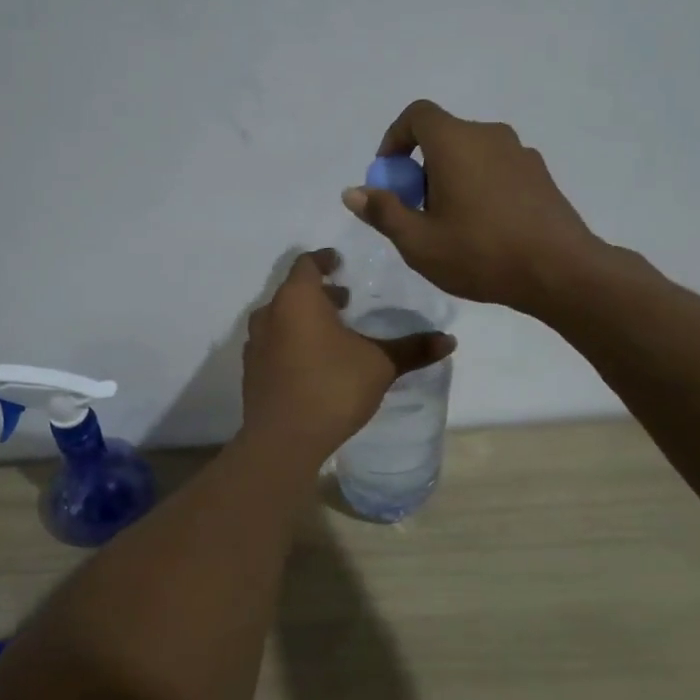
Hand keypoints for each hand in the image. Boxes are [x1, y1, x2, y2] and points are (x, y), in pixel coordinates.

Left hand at [241, 250, 455, 462]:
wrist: (282, 439)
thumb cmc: (332, 388)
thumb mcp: (380, 365)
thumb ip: (412, 349)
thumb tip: (449, 340)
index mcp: (298, 299)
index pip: (307, 264)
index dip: (324, 259)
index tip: (339, 262)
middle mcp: (270, 314)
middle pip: (294, 291)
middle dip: (319, 293)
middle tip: (345, 301)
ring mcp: (255, 344)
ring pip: (281, 318)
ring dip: (304, 319)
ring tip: (332, 333)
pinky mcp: (251, 371)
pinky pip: (273, 344)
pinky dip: (291, 342)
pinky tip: (312, 363)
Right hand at [343, 99, 606, 313]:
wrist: (560, 271)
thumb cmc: (480, 253)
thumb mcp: (418, 242)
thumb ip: (383, 212)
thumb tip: (352, 192)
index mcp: (455, 141)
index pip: (417, 114)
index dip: (395, 138)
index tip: (390, 174)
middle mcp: (489, 135)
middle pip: (444, 136)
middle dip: (421, 167)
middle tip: (416, 211)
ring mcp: (520, 153)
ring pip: (472, 154)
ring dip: (452, 178)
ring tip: (451, 225)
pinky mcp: (540, 175)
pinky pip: (497, 169)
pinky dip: (480, 186)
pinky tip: (484, 229)